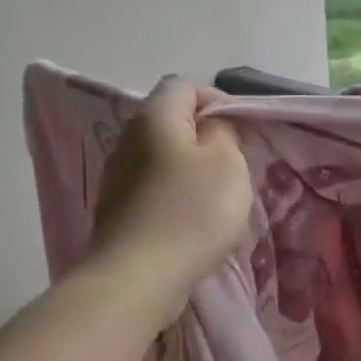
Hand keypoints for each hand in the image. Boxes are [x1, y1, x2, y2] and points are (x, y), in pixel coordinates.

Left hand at [90, 76, 251, 307]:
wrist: (139, 276)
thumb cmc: (192, 211)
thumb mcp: (227, 163)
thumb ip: (224, 132)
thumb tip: (213, 126)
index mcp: (155, 117)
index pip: (184, 85)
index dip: (217, 99)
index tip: (242, 129)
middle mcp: (128, 139)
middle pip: (171, 121)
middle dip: (206, 137)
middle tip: (236, 164)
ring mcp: (118, 176)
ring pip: (163, 158)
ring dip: (191, 170)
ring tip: (218, 197)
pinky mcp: (118, 210)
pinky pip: (154, 189)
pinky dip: (176, 196)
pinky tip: (193, 222)